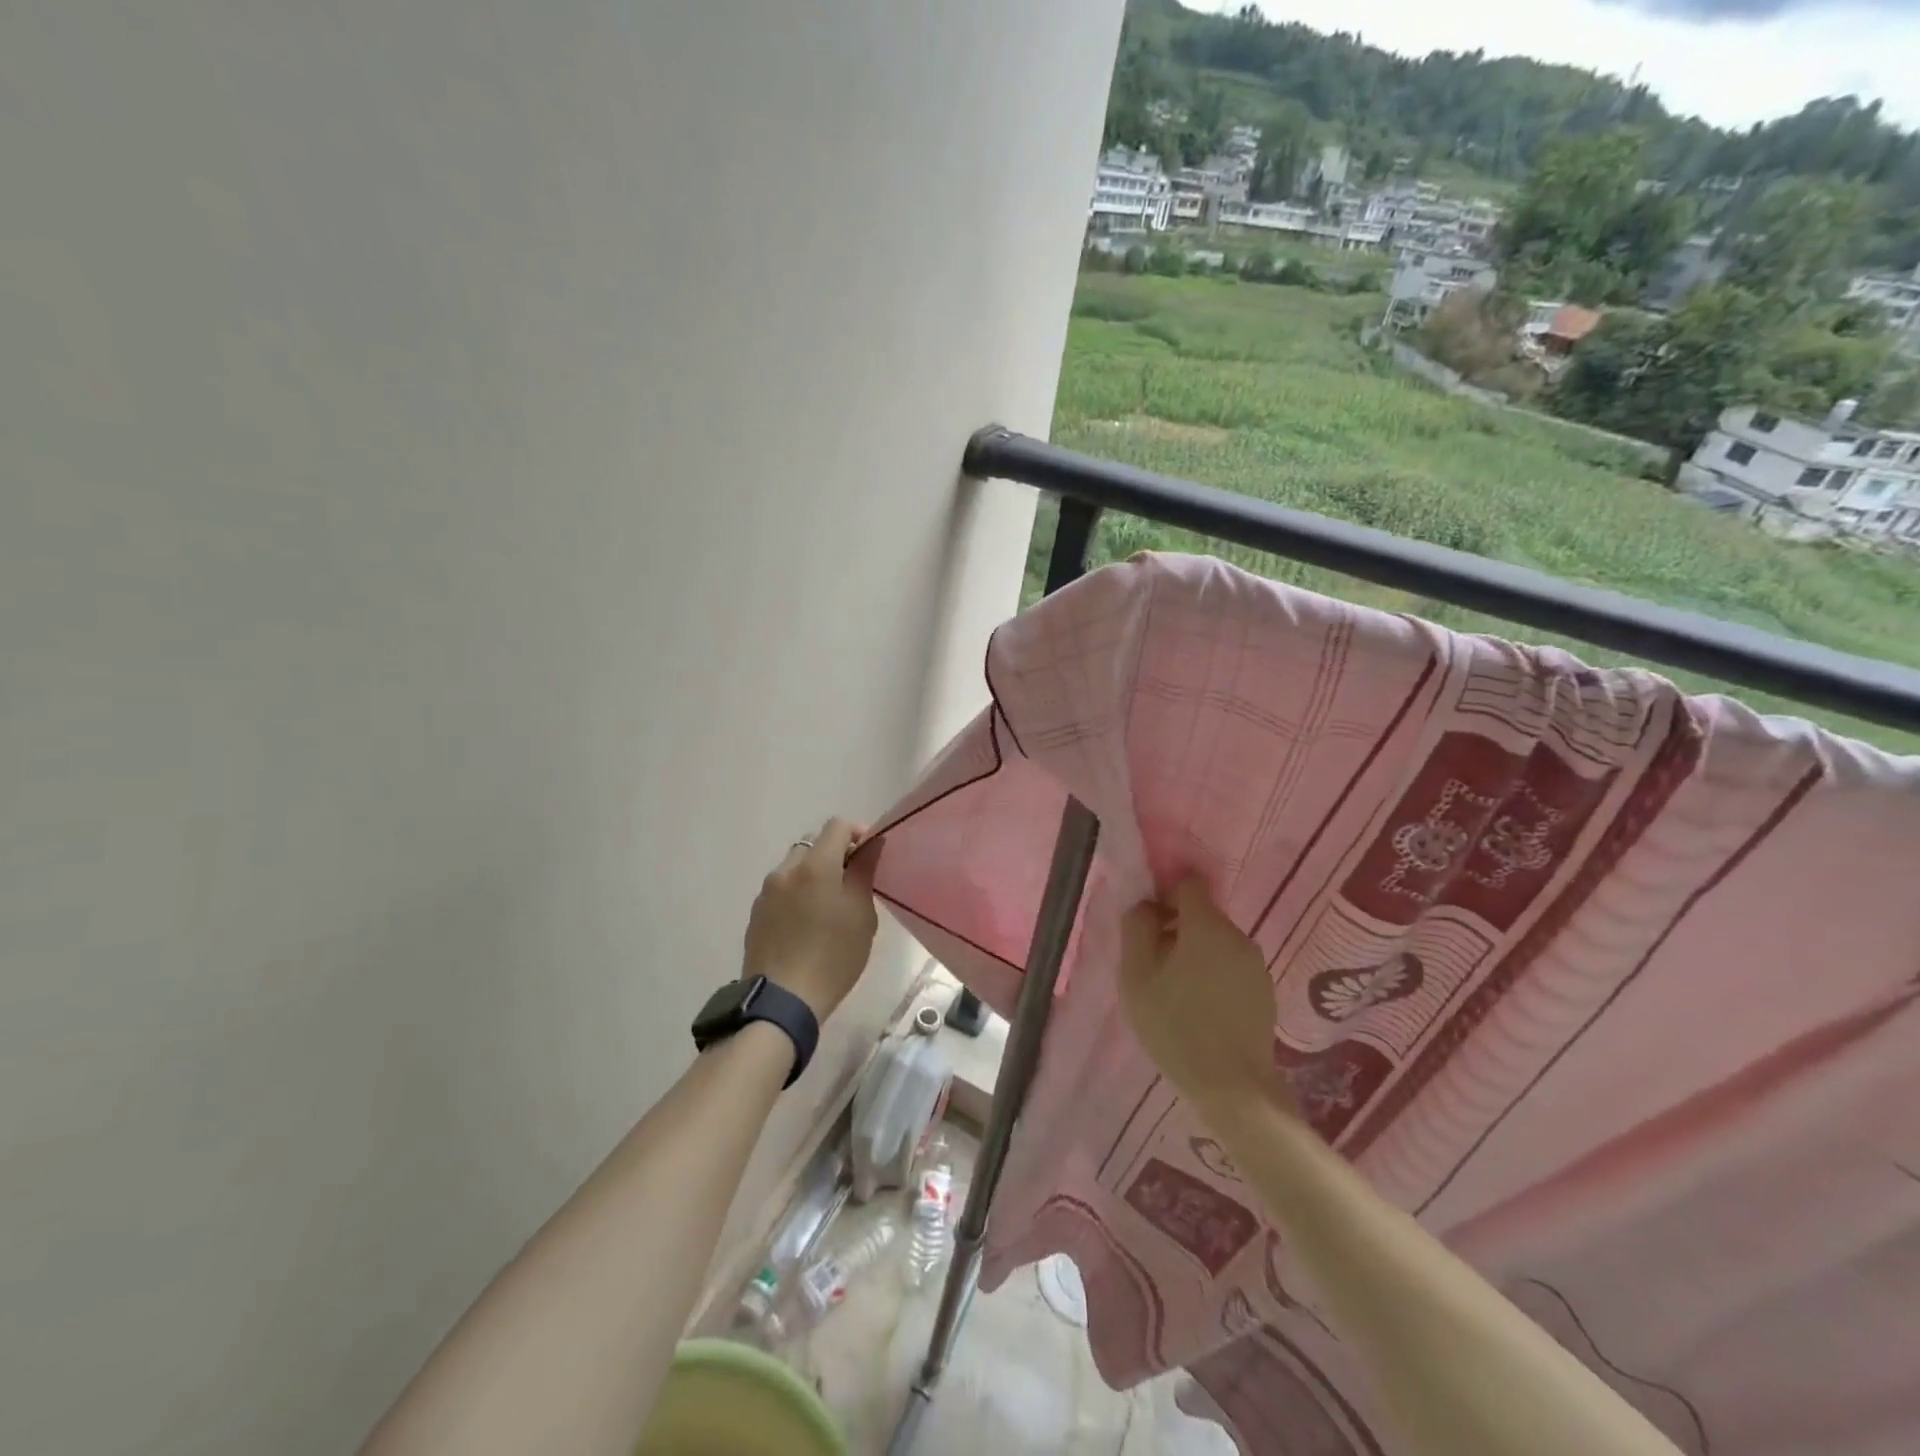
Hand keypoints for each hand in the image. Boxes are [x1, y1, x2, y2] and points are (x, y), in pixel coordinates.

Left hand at [742, 818, 879, 1020]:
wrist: (783, 1002)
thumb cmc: (833, 957)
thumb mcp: (861, 915)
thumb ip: (865, 872)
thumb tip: (872, 844)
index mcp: (815, 865)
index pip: (837, 826)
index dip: (858, 833)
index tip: (871, 854)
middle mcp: (786, 870)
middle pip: (813, 844)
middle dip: (834, 854)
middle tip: (852, 883)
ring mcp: (766, 892)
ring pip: (795, 868)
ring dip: (814, 875)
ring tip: (828, 907)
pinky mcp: (756, 914)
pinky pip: (781, 891)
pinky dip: (797, 895)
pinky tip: (807, 925)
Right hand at [1118, 876, 1292, 1128]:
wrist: (1233, 1087)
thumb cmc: (1175, 1026)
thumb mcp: (1136, 976)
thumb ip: (1136, 929)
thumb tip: (1145, 905)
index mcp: (1207, 926)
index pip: (1189, 884)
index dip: (1165, 895)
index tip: (1149, 925)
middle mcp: (1237, 935)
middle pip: (1202, 914)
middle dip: (1176, 928)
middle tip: (1155, 965)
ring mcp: (1255, 964)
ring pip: (1216, 941)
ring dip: (1194, 953)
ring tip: (1175, 991)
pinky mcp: (1264, 990)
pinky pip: (1230, 965)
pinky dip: (1213, 974)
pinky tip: (1199, 1008)